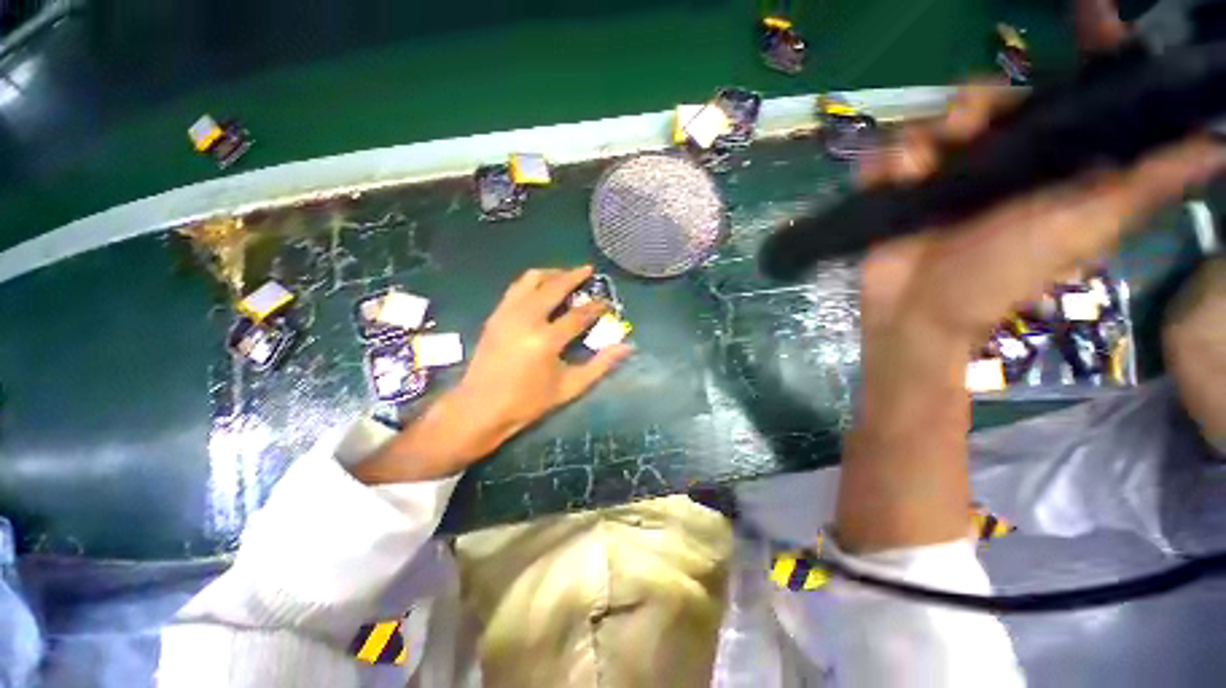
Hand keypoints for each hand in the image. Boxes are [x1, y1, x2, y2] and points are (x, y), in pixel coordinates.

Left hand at [356, 266, 632, 482]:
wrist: (480, 408)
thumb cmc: (528, 402)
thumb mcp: (570, 387)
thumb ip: (600, 365)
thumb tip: (627, 347)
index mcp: (546, 340)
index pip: (578, 315)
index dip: (596, 307)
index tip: (607, 302)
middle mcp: (525, 319)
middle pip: (553, 286)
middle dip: (574, 276)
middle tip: (588, 271)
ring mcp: (506, 314)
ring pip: (531, 279)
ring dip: (551, 273)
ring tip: (565, 275)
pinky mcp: (495, 315)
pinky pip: (516, 288)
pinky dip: (532, 282)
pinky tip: (541, 288)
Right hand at [857, 83, 1225, 359]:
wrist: (916, 314)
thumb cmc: (999, 278)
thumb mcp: (1081, 231)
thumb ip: (1142, 188)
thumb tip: (1217, 147)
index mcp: (1049, 161)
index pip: (1073, 91)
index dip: (1088, 48)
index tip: (1090, 11)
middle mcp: (998, 158)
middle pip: (989, 95)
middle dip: (976, 101)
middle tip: (965, 130)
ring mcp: (943, 174)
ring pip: (933, 119)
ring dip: (923, 135)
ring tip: (915, 167)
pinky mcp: (898, 189)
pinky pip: (888, 152)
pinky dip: (884, 160)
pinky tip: (889, 177)